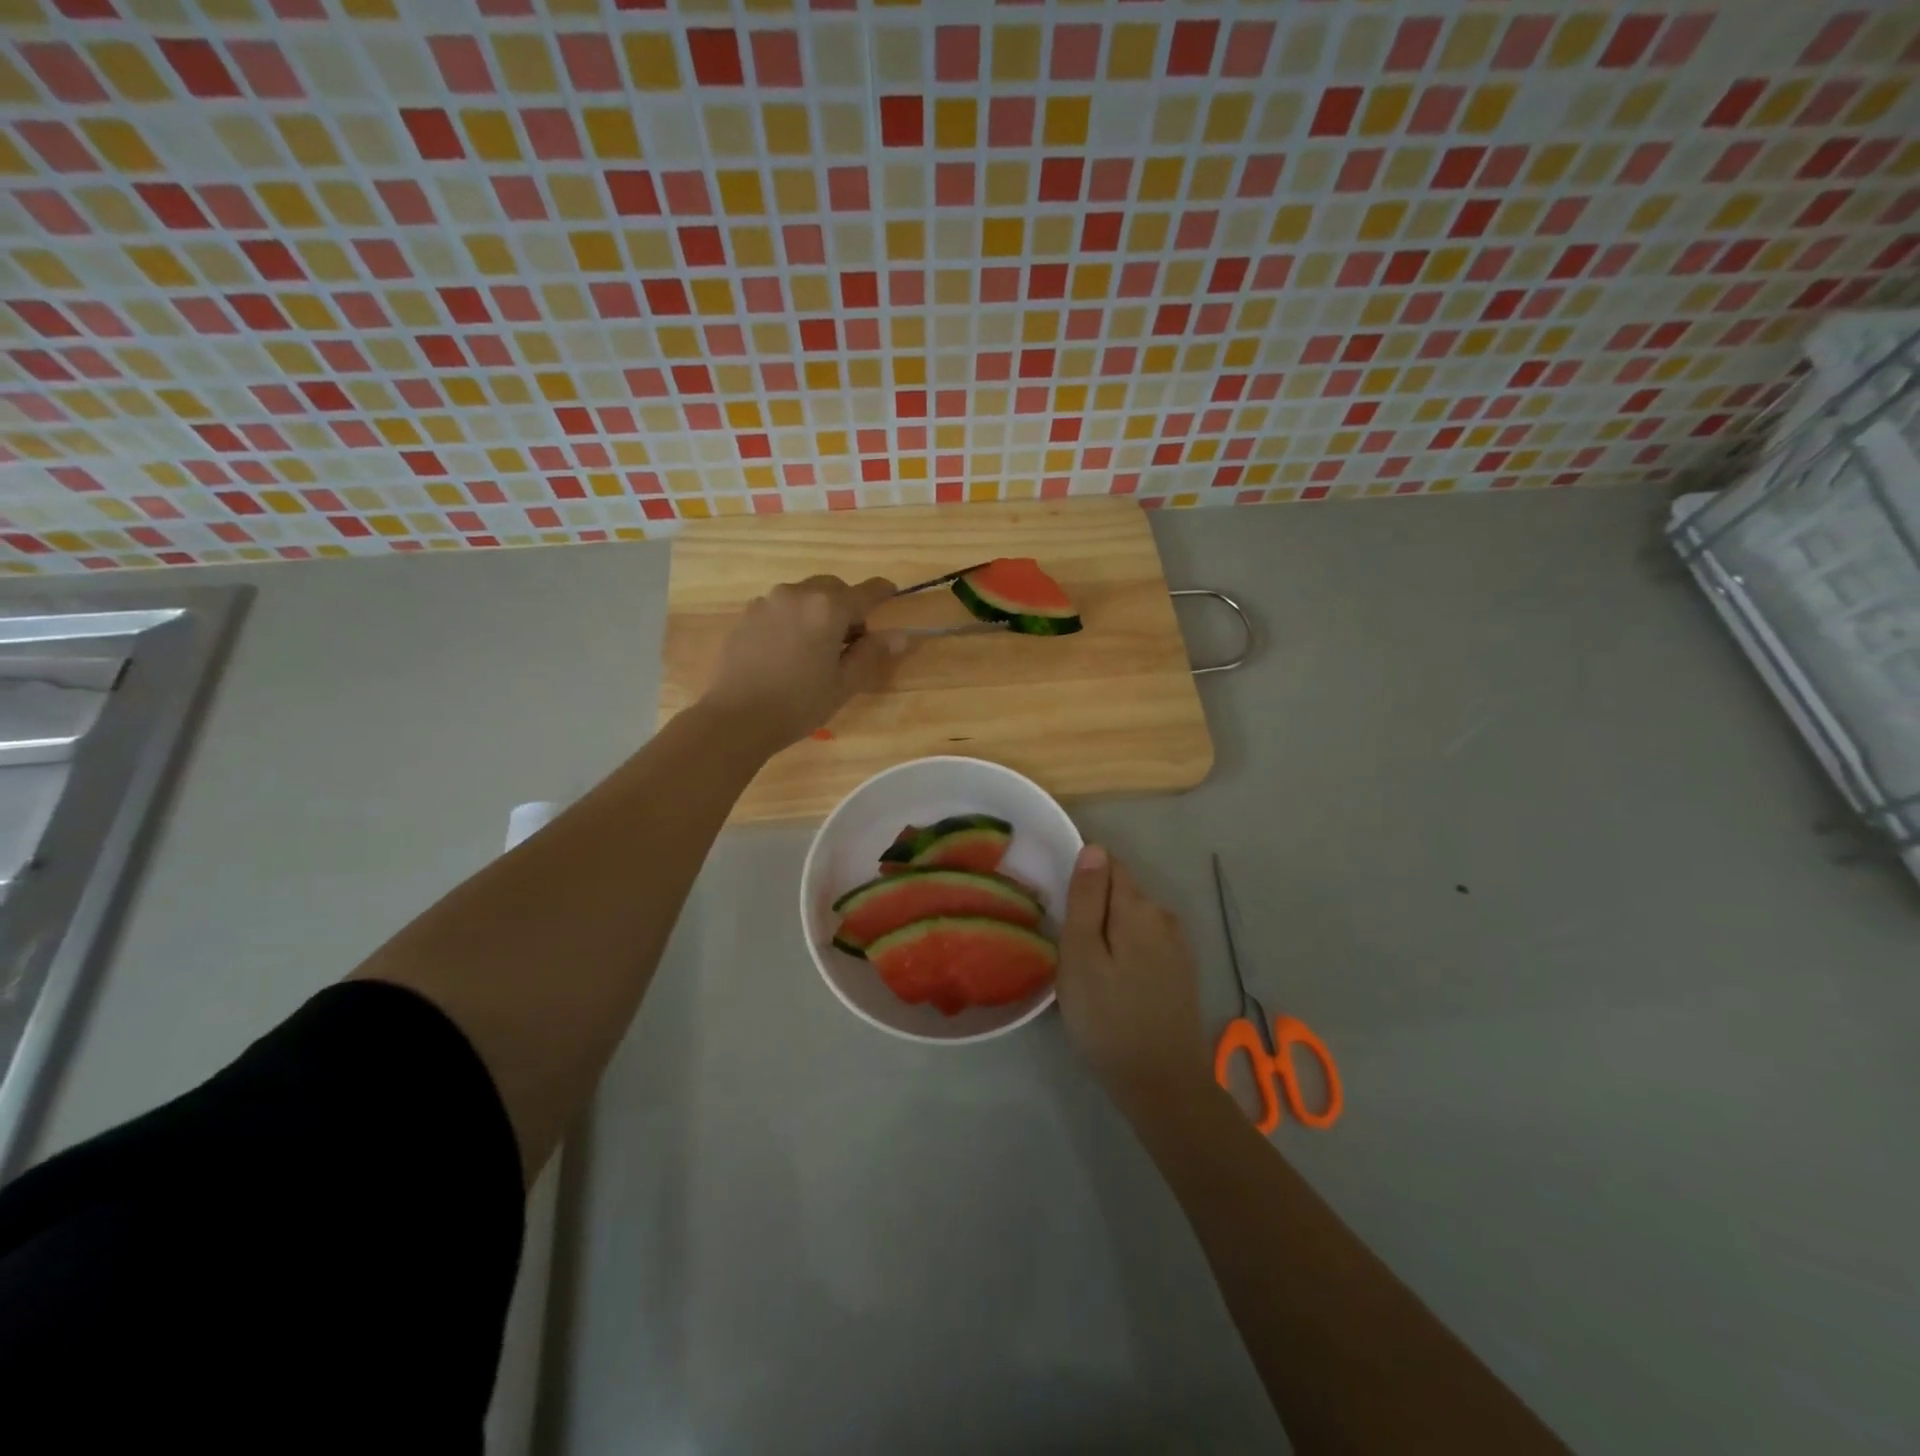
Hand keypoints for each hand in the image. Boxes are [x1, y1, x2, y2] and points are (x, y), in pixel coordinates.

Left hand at [701, 575, 905, 749]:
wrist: (736, 717)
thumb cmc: (799, 704)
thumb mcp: (844, 683)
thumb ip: (871, 653)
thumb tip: (899, 635)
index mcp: (828, 609)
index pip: (866, 592)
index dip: (883, 592)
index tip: (892, 593)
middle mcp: (797, 594)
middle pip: (832, 587)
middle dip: (846, 604)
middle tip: (851, 637)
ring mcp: (767, 602)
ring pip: (803, 595)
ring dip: (817, 610)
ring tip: (816, 645)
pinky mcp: (746, 615)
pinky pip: (779, 607)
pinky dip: (792, 618)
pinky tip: (788, 650)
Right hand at [1056, 845, 1208, 1111]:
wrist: (1162, 1083)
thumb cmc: (1108, 1017)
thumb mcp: (1081, 955)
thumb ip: (1086, 898)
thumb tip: (1093, 848)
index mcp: (1138, 907)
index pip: (1108, 864)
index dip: (1081, 876)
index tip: (1059, 907)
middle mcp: (1164, 916)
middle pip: (1121, 892)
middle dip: (1093, 906)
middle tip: (1066, 945)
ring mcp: (1178, 945)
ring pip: (1132, 919)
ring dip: (1109, 930)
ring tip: (1085, 967)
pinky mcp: (1181, 970)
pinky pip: (1145, 942)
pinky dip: (1125, 950)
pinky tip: (1113, 982)